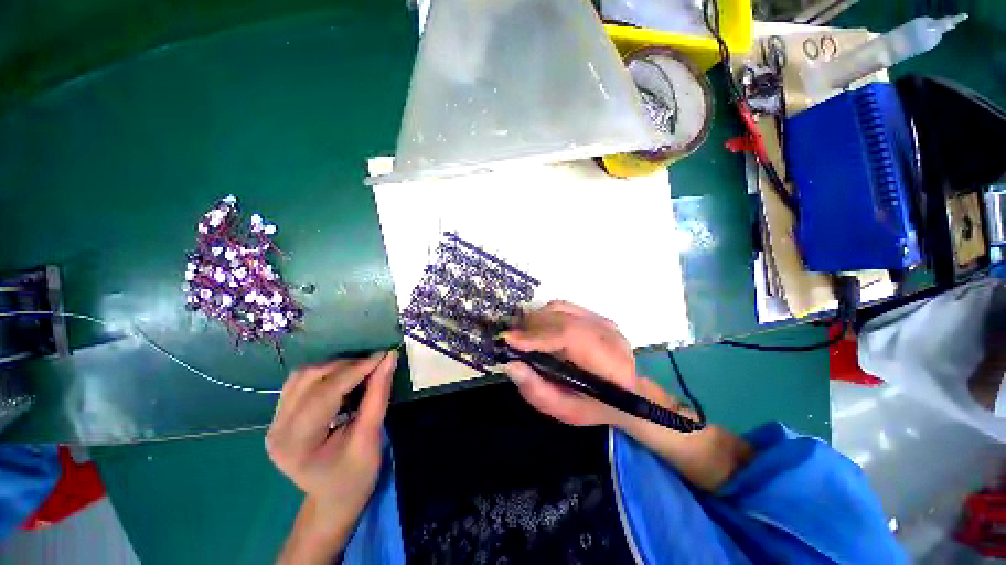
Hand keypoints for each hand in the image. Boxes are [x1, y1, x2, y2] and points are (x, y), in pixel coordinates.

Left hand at [267, 351, 397, 547]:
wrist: (333, 500)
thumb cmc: (355, 477)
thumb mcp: (370, 438)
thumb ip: (378, 396)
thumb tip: (389, 359)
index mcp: (296, 444)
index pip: (325, 393)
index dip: (356, 369)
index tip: (384, 355)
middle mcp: (277, 429)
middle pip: (309, 379)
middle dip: (347, 365)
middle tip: (376, 364)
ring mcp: (275, 422)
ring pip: (303, 375)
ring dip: (336, 367)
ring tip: (362, 370)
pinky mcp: (281, 416)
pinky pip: (301, 382)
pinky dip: (327, 374)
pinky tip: (345, 380)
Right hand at [503, 301, 673, 426]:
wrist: (627, 393)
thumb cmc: (595, 407)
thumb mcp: (565, 411)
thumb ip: (537, 390)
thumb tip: (510, 365)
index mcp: (609, 363)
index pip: (570, 337)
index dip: (537, 336)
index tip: (509, 340)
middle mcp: (608, 335)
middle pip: (562, 318)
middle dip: (530, 326)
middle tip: (509, 338)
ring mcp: (604, 321)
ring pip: (560, 308)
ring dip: (535, 318)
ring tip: (520, 334)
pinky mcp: (597, 315)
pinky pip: (563, 306)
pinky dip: (544, 314)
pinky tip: (536, 327)